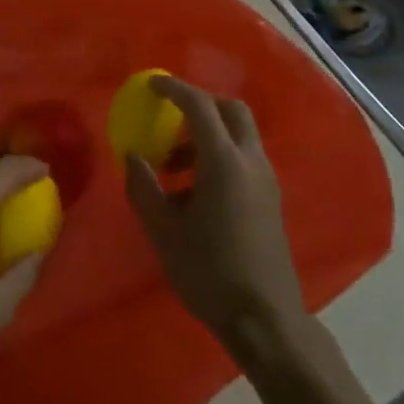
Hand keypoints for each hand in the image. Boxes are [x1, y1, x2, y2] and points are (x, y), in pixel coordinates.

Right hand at [125, 76, 305, 350]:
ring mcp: (266, 180)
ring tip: (172, 168)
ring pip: (239, 136)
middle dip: (199, 105)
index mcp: (225, 163)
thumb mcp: (163, 230)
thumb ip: (143, 187)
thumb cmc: (208, 272)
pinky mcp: (270, 199)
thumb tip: (133, 156)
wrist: (264, 318)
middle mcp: (251, 162)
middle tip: (169, 119)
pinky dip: (219, 156)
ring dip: (207, 136)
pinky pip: (244, 159)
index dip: (174, 89)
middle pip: (231, 111)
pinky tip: (194, 193)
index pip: (200, 106)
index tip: (151, 85)